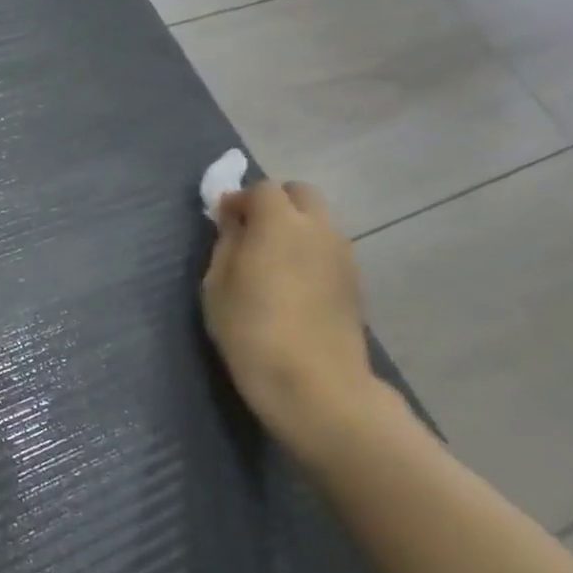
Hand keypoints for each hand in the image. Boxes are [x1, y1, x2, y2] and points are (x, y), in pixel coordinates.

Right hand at [201, 180, 386, 453]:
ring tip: (269, 261)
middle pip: (301, 194)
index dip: (240, 199)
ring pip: (318, 222)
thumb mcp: (217, 284)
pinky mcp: (354, 282)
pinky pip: (328, 249)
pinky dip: (308, 252)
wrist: (314, 385)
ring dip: (294, 227)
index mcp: (280, 222)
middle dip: (275, 203)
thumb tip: (235, 218)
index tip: (222, 222)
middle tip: (249, 233)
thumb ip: (227, 242)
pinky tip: (291, 285)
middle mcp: (319, 228)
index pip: (263, 188)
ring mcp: (343, 255)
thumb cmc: (250, 330)